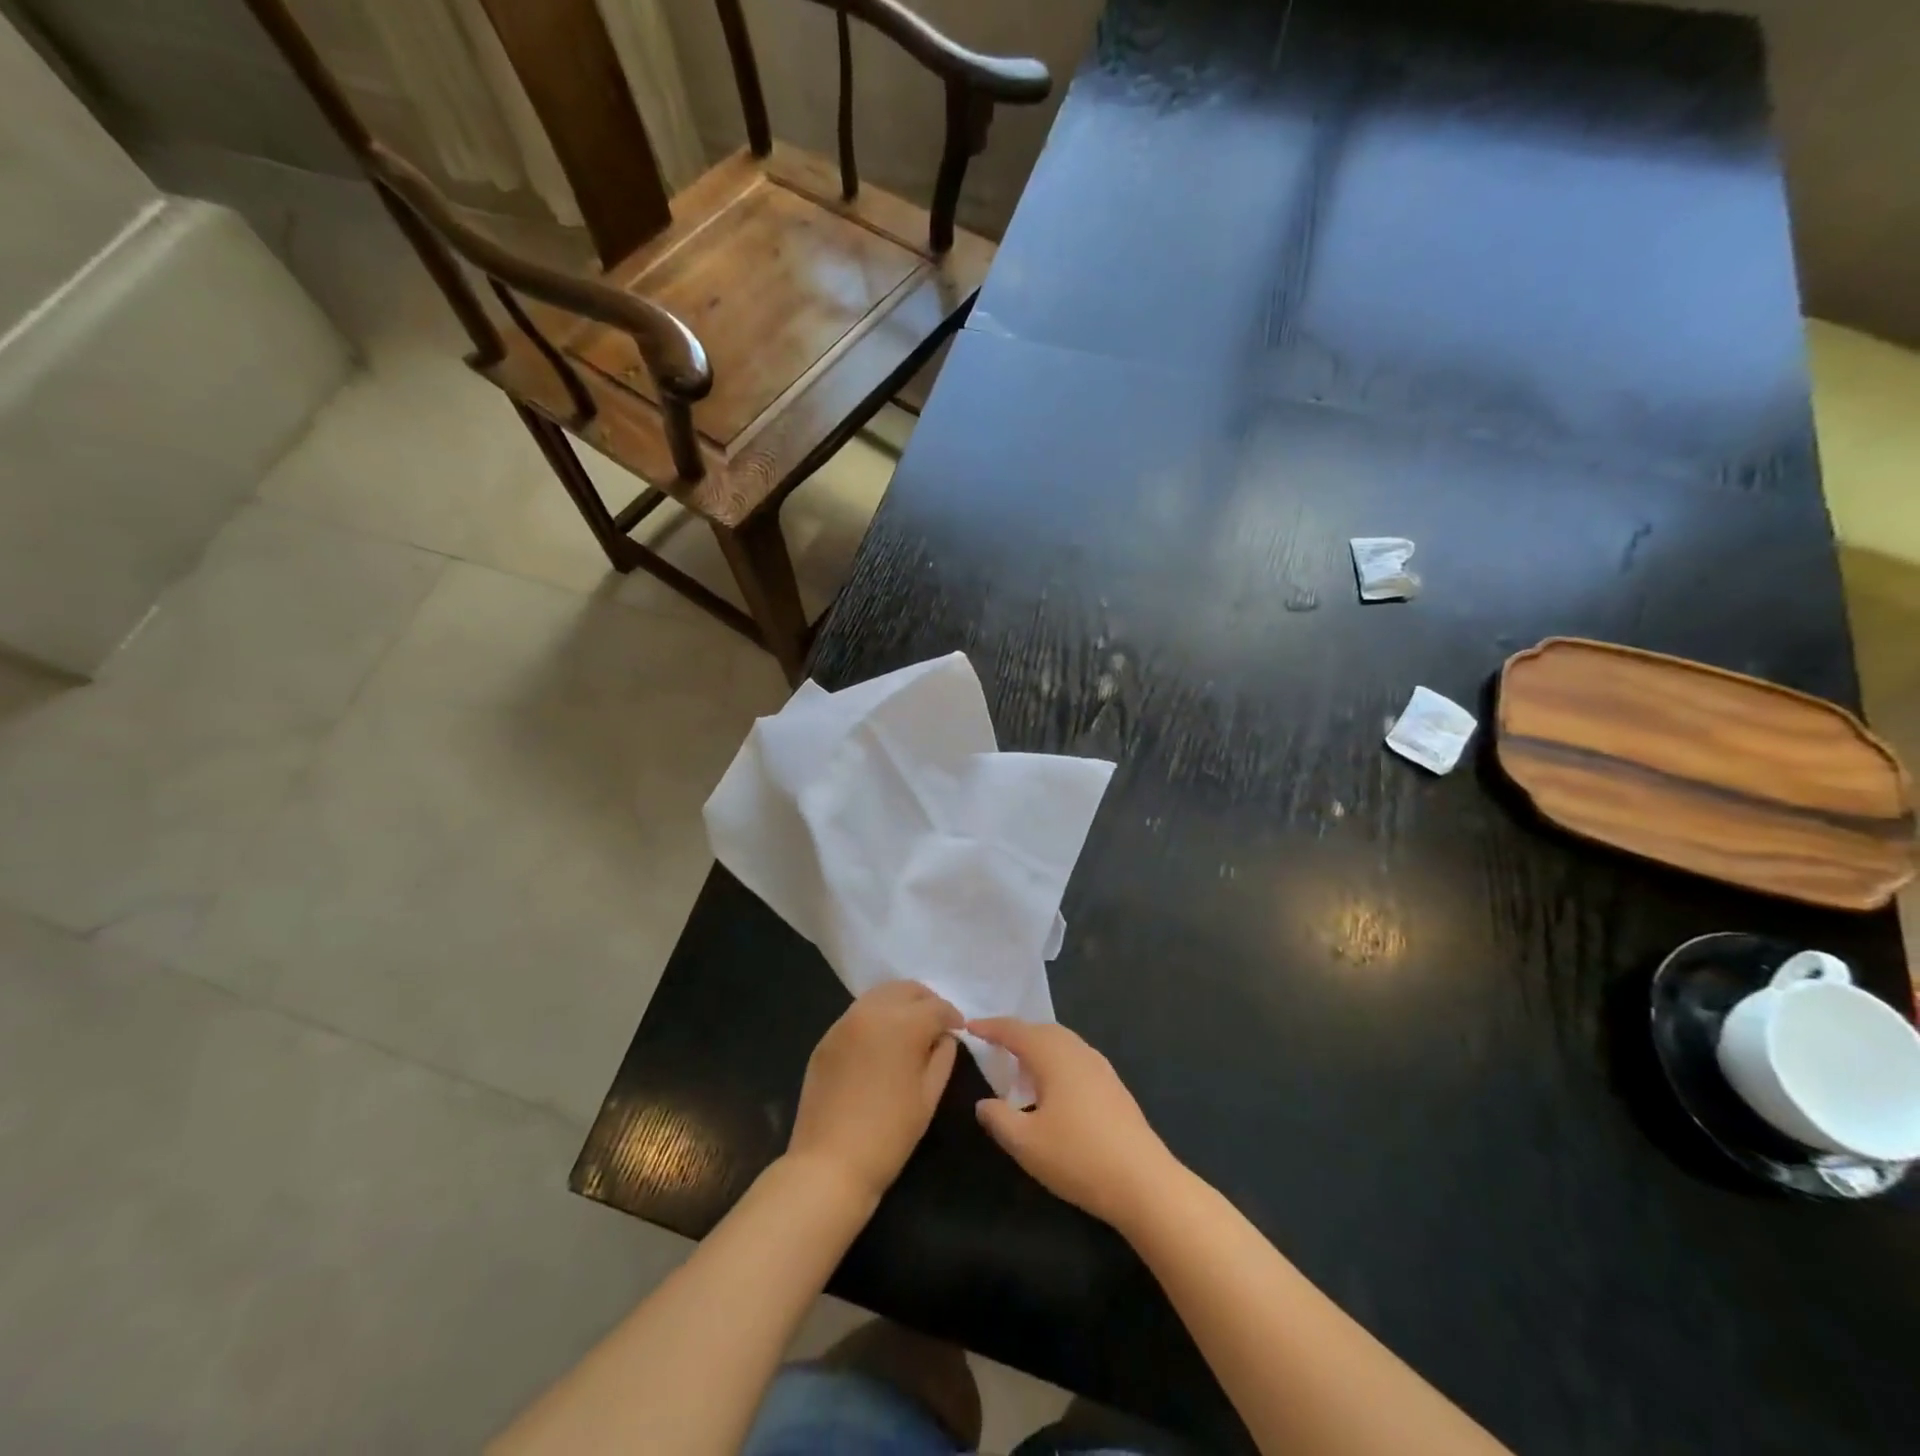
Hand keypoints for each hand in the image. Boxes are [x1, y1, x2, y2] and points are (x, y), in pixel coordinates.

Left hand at [788, 981, 961, 1205]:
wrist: (829, 1163)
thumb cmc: (889, 1134)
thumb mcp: (929, 1096)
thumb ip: (943, 1057)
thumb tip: (943, 1037)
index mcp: (903, 1025)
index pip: (936, 1006)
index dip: (952, 1016)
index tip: (959, 1029)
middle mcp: (872, 1012)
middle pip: (906, 989)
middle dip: (926, 1002)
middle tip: (936, 1024)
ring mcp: (844, 1022)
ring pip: (880, 995)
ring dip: (900, 1004)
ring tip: (910, 1029)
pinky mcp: (826, 1038)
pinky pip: (858, 1014)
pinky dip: (876, 1017)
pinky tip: (881, 1043)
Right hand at [968, 1018, 1182, 1231]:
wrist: (1144, 1182)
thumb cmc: (1078, 1157)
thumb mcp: (1026, 1143)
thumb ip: (998, 1118)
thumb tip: (984, 1103)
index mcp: (1053, 1055)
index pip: (1015, 1030)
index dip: (990, 1027)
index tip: (969, 1027)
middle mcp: (1077, 1050)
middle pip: (1041, 1030)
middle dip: (1015, 1034)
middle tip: (992, 1044)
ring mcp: (1100, 1066)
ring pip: (1061, 1043)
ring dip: (1036, 1048)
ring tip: (1018, 1067)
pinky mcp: (1113, 1086)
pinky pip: (1074, 1059)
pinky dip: (1055, 1062)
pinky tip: (1051, 1090)